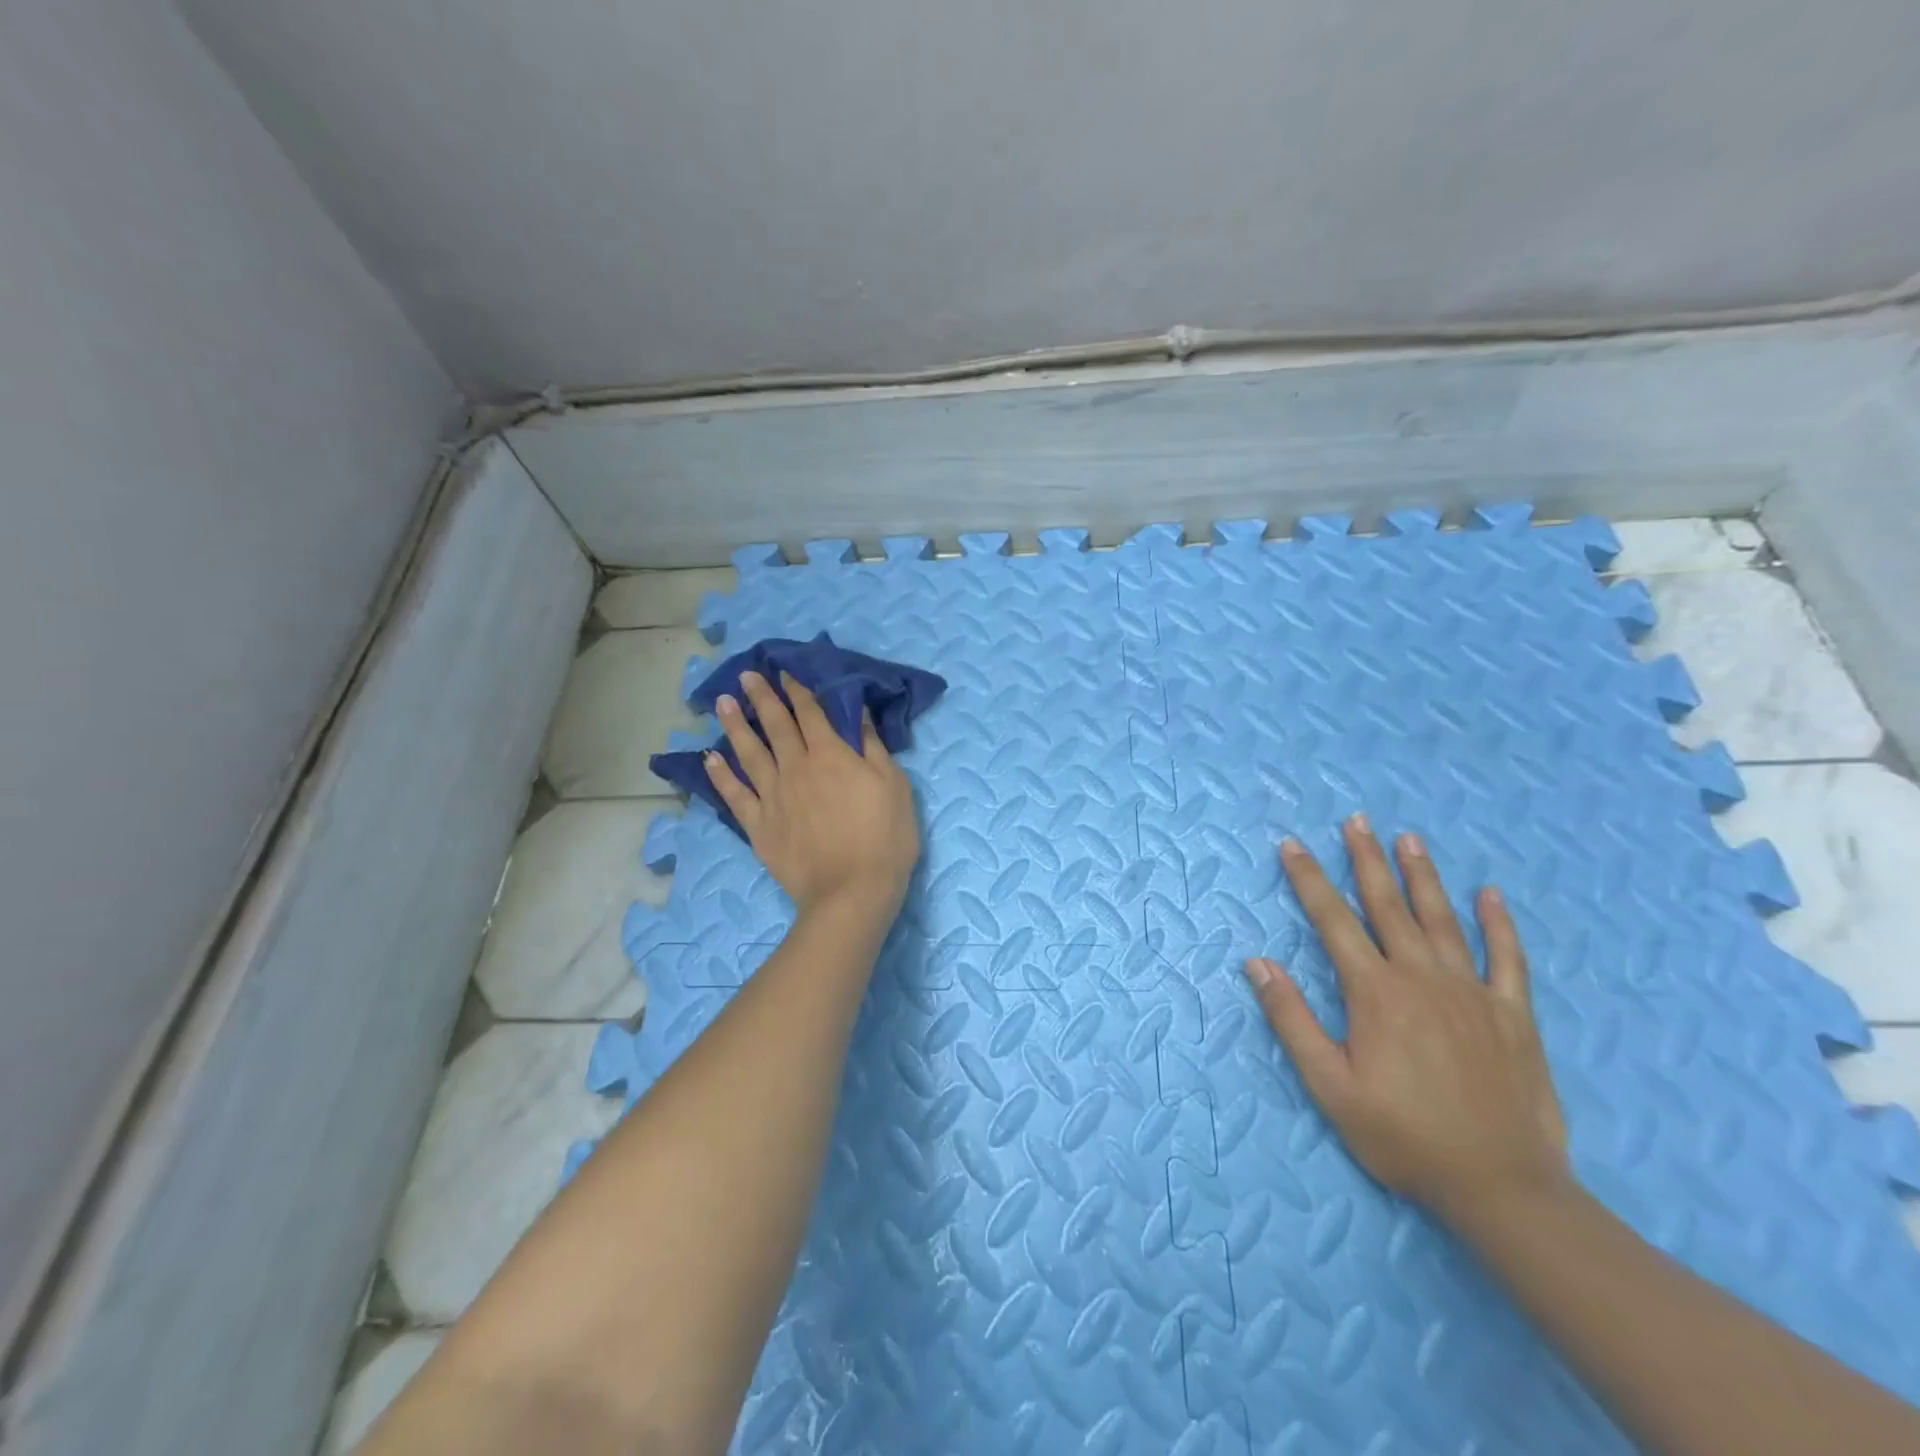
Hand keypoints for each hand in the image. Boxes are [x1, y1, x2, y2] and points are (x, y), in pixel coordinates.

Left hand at [704, 671, 919, 920]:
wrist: (851, 892)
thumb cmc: (885, 838)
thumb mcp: (894, 786)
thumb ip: (873, 748)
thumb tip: (858, 713)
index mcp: (832, 755)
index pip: (811, 714)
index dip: (798, 691)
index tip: (784, 673)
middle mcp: (797, 768)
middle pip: (776, 725)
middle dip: (761, 697)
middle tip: (746, 675)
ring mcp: (773, 796)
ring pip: (749, 752)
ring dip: (735, 725)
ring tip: (722, 703)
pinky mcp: (759, 825)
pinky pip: (734, 794)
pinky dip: (720, 775)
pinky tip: (709, 759)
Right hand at [1244, 814, 1569, 1223]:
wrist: (1502, 1187)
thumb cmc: (1403, 1136)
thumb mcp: (1330, 1086)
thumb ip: (1292, 1020)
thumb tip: (1257, 963)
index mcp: (1375, 992)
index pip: (1333, 920)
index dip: (1308, 879)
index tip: (1291, 844)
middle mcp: (1421, 977)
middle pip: (1388, 905)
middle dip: (1367, 860)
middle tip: (1357, 820)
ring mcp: (1472, 992)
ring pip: (1442, 919)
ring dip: (1423, 876)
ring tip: (1409, 838)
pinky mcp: (1513, 1015)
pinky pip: (1507, 958)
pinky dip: (1499, 924)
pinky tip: (1490, 895)